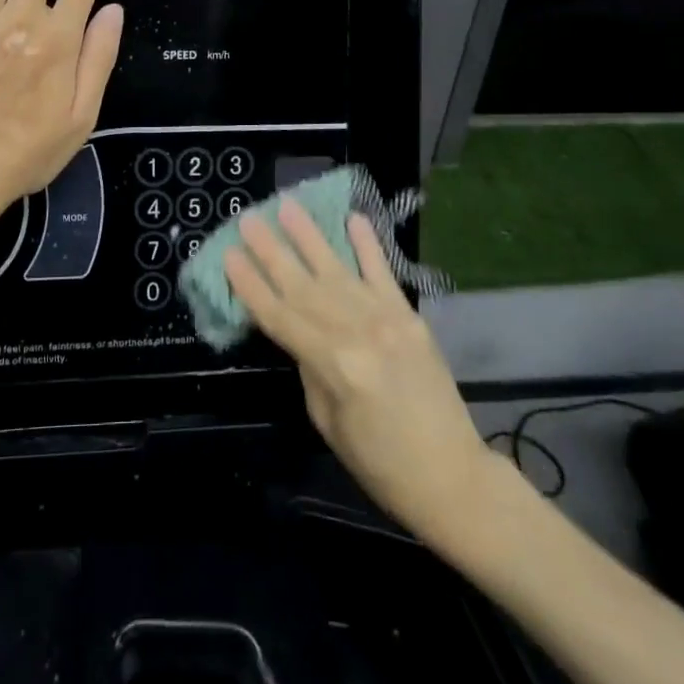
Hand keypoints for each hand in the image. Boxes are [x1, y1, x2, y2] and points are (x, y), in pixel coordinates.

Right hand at [226, 203, 503, 550]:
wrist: (453, 477)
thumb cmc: (381, 464)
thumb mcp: (328, 422)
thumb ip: (310, 368)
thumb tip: (300, 331)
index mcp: (333, 365)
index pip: (280, 317)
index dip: (251, 286)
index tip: (229, 255)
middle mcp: (357, 332)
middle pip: (303, 285)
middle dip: (271, 251)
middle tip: (247, 219)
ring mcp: (386, 318)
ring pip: (337, 269)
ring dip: (309, 236)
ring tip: (287, 206)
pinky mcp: (409, 315)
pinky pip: (384, 273)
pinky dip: (368, 245)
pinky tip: (354, 218)